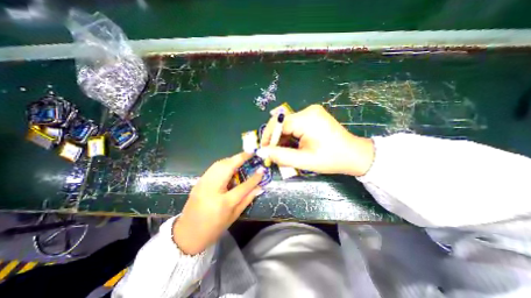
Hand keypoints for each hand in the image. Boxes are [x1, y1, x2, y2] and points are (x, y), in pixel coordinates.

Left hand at [173, 153, 263, 253]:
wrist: (187, 234)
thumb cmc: (213, 229)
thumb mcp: (233, 216)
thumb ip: (247, 199)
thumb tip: (259, 187)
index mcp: (223, 203)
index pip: (243, 187)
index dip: (254, 178)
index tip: (262, 169)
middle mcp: (212, 190)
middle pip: (227, 167)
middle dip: (240, 157)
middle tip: (250, 153)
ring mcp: (203, 184)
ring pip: (219, 164)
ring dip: (232, 159)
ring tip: (242, 157)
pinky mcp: (198, 182)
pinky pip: (213, 168)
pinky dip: (223, 163)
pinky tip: (230, 165)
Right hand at [260, 103, 374, 175]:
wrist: (354, 155)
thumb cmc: (331, 159)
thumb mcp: (304, 160)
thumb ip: (281, 156)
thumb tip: (261, 152)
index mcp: (307, 119)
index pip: (279, 124)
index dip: (269, 137)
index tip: (264, 151)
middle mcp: (308, 111)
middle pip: (282, 122)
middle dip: (275, 138)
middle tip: (272, 153)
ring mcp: (311, 112)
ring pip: (287, 124)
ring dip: (282, 138)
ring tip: (282, 151)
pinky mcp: (313, 116)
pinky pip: (294, 124)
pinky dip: (290, 135)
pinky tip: (291, 145)